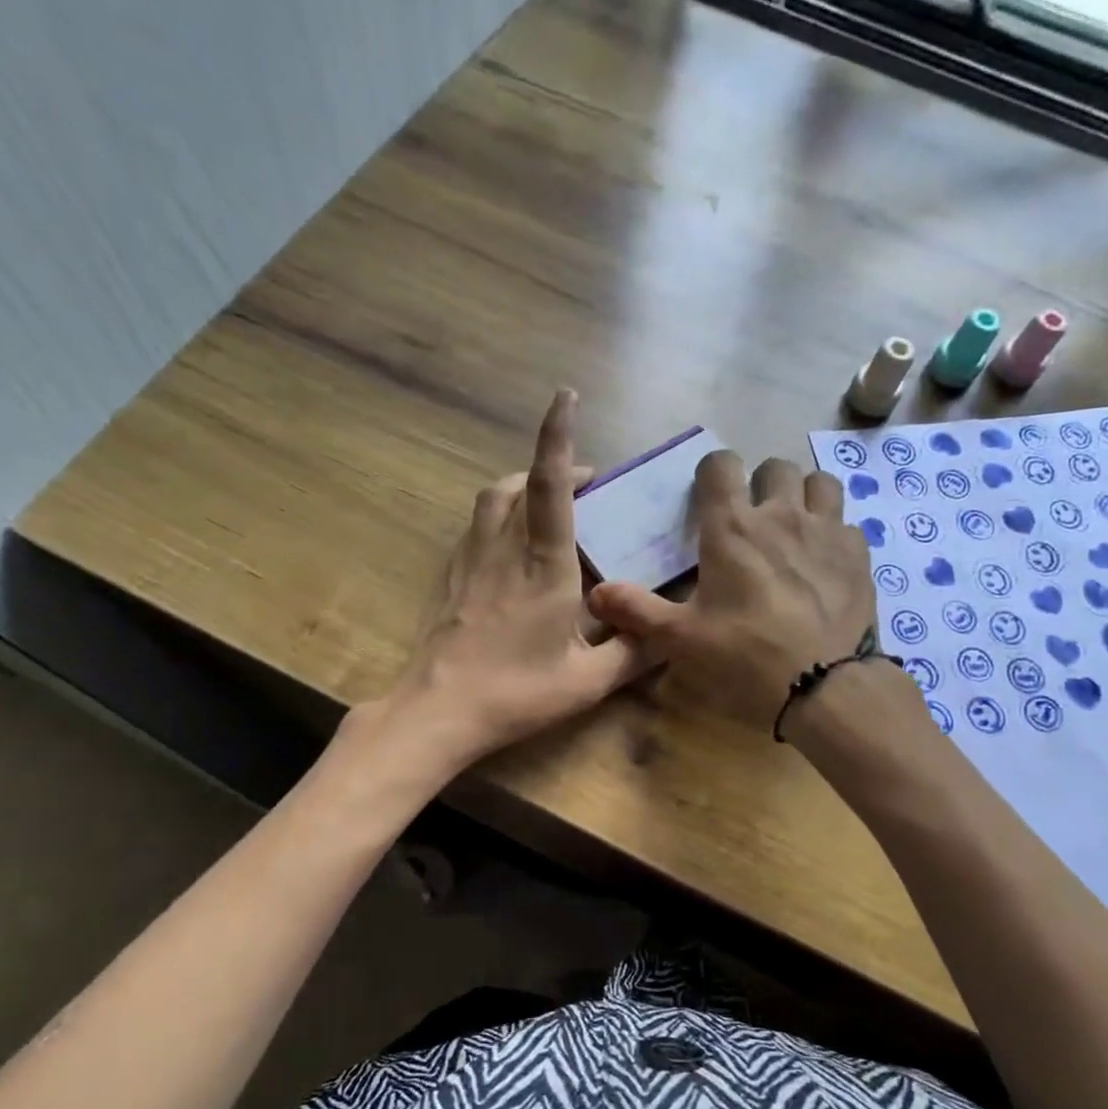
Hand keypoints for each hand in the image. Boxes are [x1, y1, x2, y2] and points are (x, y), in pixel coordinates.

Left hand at [369, 390, 648, 770]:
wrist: (437, 712)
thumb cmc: (515, 694)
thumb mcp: (587, 682)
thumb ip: (633, 653)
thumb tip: (670, 633)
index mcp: (543, 566)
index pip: (549, 486)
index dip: (556, 437)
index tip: (565, 396)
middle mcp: (503, 550)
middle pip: (518, 484)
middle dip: (553, 466)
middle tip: (587, 483)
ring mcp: (470, 561)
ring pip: (491, 500)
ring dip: (520, 486)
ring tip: (547, 504)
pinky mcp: (450, 577)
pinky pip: (476, 528)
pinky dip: (498, 517)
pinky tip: (511, 546)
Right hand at [587, 452, 875, 727]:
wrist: (822, 686)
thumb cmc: (743, 656)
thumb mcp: (680, 639)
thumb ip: (636, 610)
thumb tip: (595, 594)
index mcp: (732, 528)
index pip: (721, 465)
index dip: (713, 472)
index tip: (709, 494)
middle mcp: (781, 515)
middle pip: (775, 467)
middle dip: (761, 483)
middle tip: (753, 516)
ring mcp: (826, 531)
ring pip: (820, 482)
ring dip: (804, 495)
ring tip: (795, 524)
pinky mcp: (859, 555)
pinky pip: (847, 524)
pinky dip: (834, 533)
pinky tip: (826, 561)